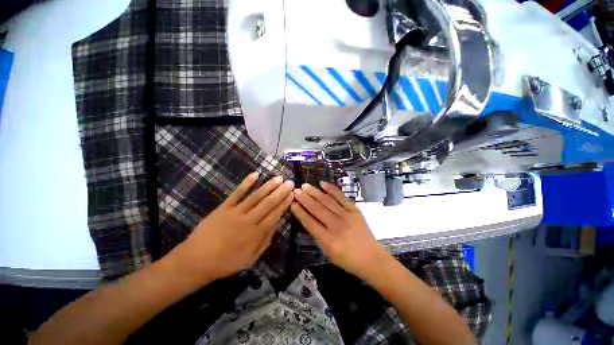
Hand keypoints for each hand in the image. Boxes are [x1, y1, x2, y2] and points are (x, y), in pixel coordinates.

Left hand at [169, 172, 293, 282]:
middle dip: (281, 192)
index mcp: (256, 234)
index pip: (275, 215)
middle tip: (290, 183)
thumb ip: (266, 241)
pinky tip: (255, 174)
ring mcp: (236, 212)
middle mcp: (249, 220)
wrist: (196, 261)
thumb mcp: (251, 258)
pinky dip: (246, 183)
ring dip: (268, 186)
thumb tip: (278, 224)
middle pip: (268, 203)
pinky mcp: (224, 207)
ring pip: (256, 196)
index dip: (284, 204)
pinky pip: (237, 193)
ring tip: (278, 178)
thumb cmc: (226, 262)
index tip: (292, 195)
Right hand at [290, 182, 387, 279]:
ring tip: (305, 186)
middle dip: (305, 199)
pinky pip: (342, 197)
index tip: (292, 203)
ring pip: (327, 201)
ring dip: (315, 192)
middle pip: (317, 209)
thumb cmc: (348, 259)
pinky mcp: (355, 210)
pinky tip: (323, 184)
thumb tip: (309, 219)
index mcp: (328, 240)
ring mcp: (347, 216)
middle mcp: (336, 226)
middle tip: (296, 191)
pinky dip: (332, 190)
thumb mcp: (328, 253)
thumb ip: (318, 236)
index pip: (310, 223)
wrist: (371, 258)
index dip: (300, 212)